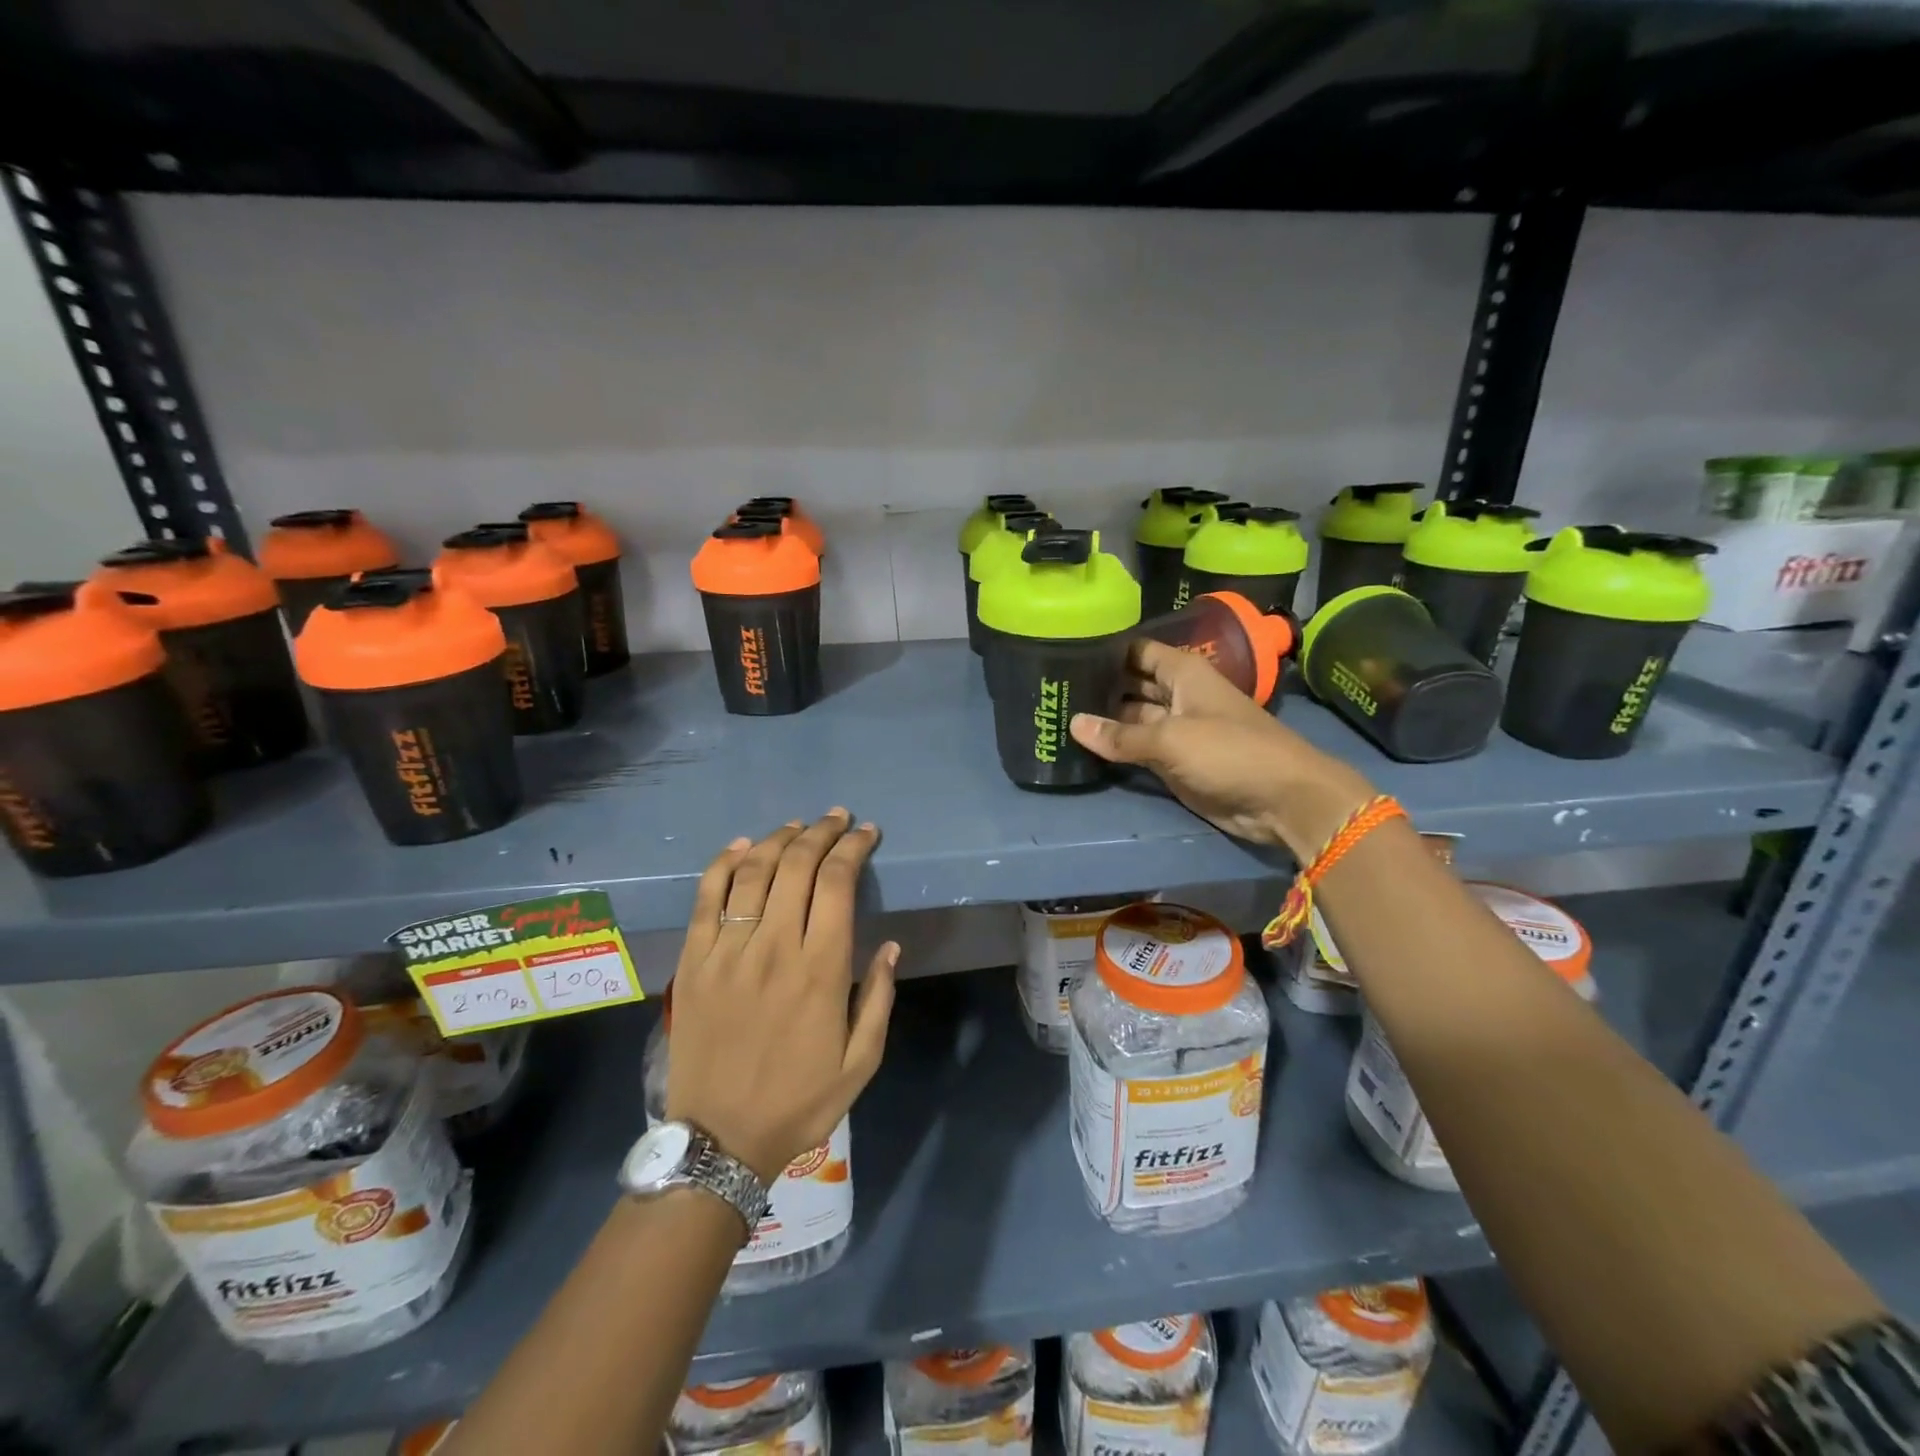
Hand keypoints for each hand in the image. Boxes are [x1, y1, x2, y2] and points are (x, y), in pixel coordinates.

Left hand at [666, 809, 897, 1182]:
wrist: (718, 1140)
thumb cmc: (799, 1101)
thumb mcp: (861, 1061)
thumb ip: (880, 997)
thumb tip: (891, 945)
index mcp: (821, 969)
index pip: (838, 883)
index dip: (853, 848)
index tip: (866, 833)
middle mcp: (775, 947)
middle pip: (797, 865)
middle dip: (822, 832)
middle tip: (837, 819)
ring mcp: (727, 951)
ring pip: (753, 871)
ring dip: (779, 838)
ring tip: (798, 826)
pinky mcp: (693, 961)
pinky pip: (707, 896)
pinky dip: (725, 863)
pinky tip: (742, 846)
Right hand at [1070, 639, 1375, 859]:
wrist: (1281, 799)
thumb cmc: (1231, 752)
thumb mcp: (1171, 739)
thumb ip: (1121, 735)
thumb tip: (1073, 724)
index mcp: (1183, 674)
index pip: (1138, 651)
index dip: (1107, 651)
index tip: (1066, 652)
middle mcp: (1178, 696)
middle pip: (1132, 685)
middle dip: (1099, 687)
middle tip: (1052, 689)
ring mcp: (1175, 731)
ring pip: (1132, 720)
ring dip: (1103, 720)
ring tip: (1057, 714)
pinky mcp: (1174, 762)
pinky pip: (1138, 750)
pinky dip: (1115, 749)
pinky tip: (1081, 745)